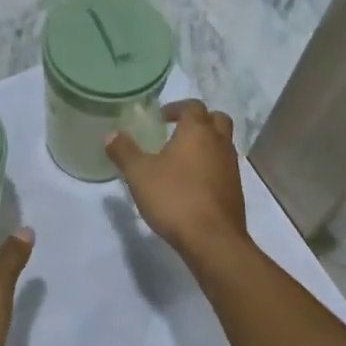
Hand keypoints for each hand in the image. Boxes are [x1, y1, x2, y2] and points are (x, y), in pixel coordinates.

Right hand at [106, 100, 247, 260]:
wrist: (213, 240)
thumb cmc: (174, 198)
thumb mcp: (139, 174)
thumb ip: (124, 151)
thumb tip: (111, 134)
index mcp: (198, 131)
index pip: (193, 106)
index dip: (176, 108)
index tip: (160, 118)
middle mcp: (219, 143)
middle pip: (217, 119)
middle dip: (198, 121)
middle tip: (177, 131)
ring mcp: (231, 167)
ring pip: (222, 143)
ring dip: (206, 144)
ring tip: (181, 159)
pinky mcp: (235, 190)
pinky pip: (223, 167)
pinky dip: (210, 166)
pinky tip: (191, 184)